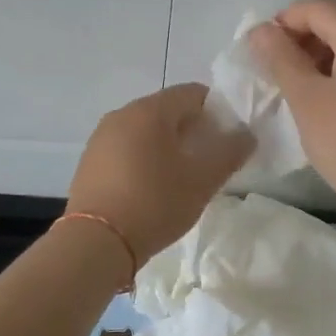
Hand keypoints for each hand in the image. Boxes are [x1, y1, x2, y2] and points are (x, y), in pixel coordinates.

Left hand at [67, 83, 254, 268]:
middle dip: (192, 130)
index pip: (193, 93)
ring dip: (167, 146)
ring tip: (181, 179)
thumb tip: (246, 135)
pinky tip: (151, 189)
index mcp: (150, 110)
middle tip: (208, 162)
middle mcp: (122, 114)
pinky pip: (125, 149)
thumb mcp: (202, 181)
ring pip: (145, 131)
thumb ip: (229, 152)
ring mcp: (100, 138)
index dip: (217, 111)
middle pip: (167, 110)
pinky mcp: (89, 162)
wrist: (97, 242)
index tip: (227, 140)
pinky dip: (144, 160)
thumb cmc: (155, 203)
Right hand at [247, 0, 335, 215]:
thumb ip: (280, 57)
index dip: (284, 22)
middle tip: (278, 71)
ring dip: (323, 54)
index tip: (262, 53)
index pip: (318, 8)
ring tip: (300, 87)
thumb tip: (261, 30)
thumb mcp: (305, 97)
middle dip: (304, 37)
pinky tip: (331, 100)